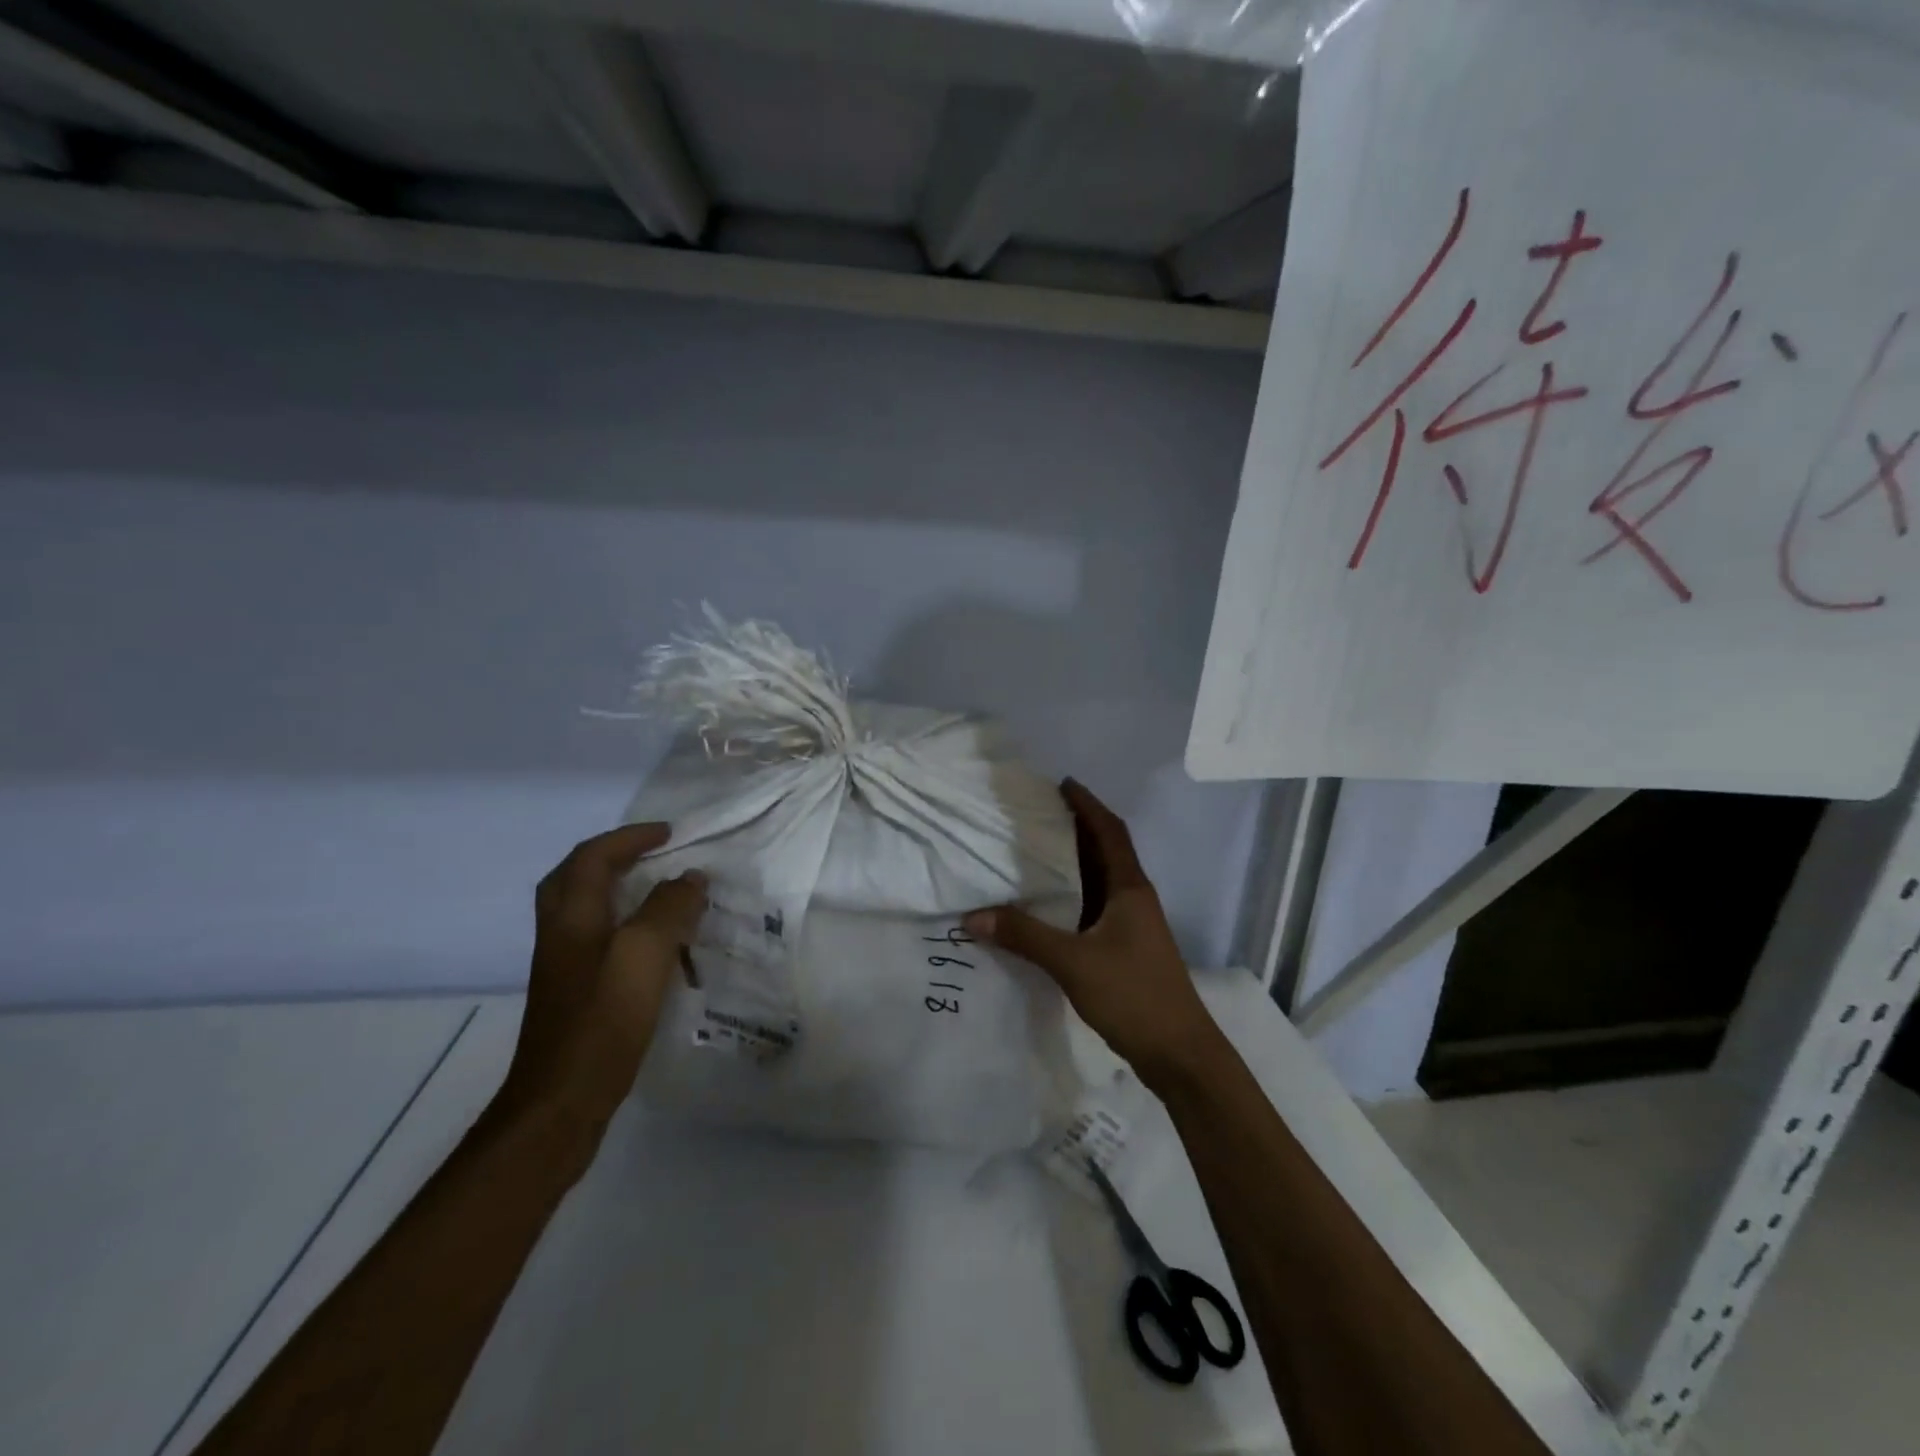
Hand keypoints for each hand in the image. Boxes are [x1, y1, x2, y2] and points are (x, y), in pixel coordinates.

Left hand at [497, 823, 706, 1137]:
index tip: (671, 834)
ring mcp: (564, 966)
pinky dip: (625, 924)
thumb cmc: (603, 1019)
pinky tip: (654, 945)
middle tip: (651, 854)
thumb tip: (690, 878)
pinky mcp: (575, 993)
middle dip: (611, 857)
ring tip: (659, 891)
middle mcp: (561, 934)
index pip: (594, 856)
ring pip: (586, 909)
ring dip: (618, 890)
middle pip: (575, 878)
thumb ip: (670, 908)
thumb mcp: (645, 953)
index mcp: (572, 916)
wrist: (562, 1100)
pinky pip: (599, 938)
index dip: (630, 838)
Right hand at [964, 779, 1225, 1091]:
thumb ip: (1025, 937)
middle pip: (1104, 851)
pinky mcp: (1124, 949)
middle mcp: (1133, 898)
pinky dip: (1071, 897)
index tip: (1062, 783)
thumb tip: (973, 917)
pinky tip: (1045, 905)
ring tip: (1033, 850)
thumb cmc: (1133, 994)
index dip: (1088, 805)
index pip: (1110, 832)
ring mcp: (1131, 925)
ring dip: (1072, 863)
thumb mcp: (1073, 962)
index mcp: (1129, 888)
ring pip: (1098, 881)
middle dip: (1075, 828)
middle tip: (1036, 813)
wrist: (1179, 1053)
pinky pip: (1092, 908)